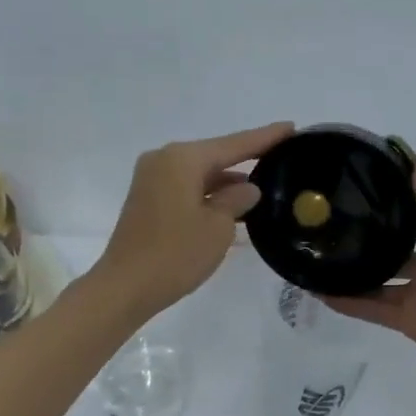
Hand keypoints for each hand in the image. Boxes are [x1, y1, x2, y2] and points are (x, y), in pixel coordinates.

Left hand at [96, 122, 294, 316]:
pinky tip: (232, 204)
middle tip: (281, 156)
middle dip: (246, 158)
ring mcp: (152, 179)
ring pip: (200, 173)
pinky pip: (187, 187)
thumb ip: (236, 200)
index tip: (291, 127)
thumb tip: (247, 189)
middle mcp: (164, 160)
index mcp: (182, 159)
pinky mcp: (147, 200)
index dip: (265, 137)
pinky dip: (209, 193)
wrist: (124, 287)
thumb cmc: (175, 254)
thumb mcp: (218, 227)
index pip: (234, 144)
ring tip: (263, 185)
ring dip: (227, 181)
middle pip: (214, 155)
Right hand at [323, 150, 415, 383]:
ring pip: (376, 277)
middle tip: (321, 220)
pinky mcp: (408, 320)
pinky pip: (372, 308)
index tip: (351, 183)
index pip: (410, 209)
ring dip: (350, 269)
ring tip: (313, 254)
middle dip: (362, 234)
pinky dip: (348, 302)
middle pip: (390, 244)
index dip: (386, 197)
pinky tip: (320, 292)